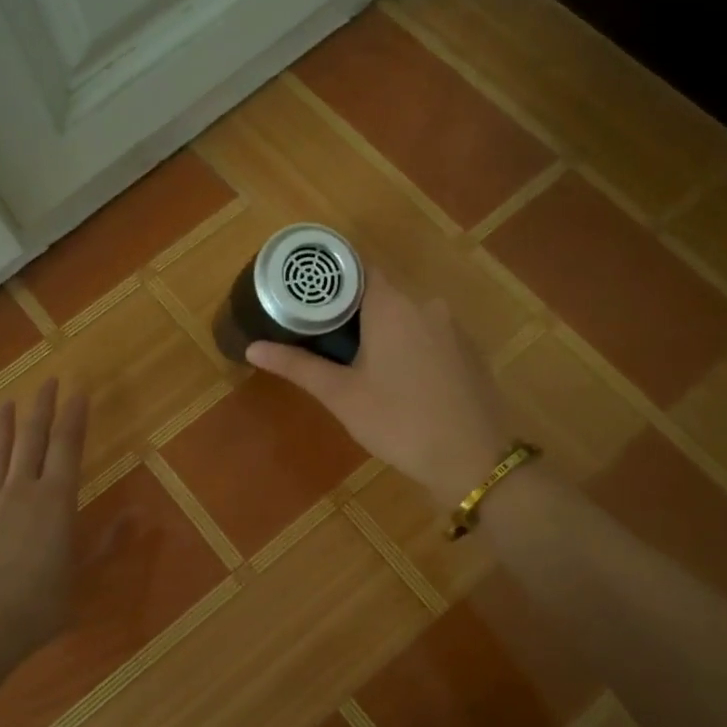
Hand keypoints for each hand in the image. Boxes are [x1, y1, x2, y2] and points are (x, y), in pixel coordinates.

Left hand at [0, 379, 88, 696]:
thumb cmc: (41, 605)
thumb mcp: (83, 575)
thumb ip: (107, 541)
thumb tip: (138, 513)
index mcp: (56, 500)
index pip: (68, 446)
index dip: (74, 416)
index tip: (78, 389)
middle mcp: (22, 492)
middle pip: (32, 440)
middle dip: (41, 409)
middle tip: (47, 382)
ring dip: (3, 429)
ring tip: (6, 403)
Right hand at [246, 277, 511, 505]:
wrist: (473, 458)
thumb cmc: (399, 422)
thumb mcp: (342, 396)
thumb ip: (298, 366)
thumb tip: (252, 347)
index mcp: (392, 305)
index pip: (357, 268)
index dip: (330, 278)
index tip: (306, 295)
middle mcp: (426, 304)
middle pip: (381, 292)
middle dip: (352, 309)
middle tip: (321, 334)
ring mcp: (452, 327)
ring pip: (407, 315)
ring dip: (381, 329)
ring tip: (354, 358)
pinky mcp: (468, 351)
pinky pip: (429, 334)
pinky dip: (408, 344)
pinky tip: (397, 377)